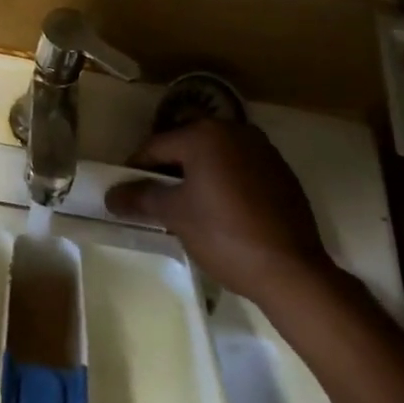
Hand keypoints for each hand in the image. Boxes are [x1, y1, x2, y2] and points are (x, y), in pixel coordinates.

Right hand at [106, 118, 333, 301]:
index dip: (136, 168)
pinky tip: (221, 209)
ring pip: (215, 155)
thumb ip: (141, 198)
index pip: (156, 145)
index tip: (126, 190)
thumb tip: (111, 195)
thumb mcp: (175, 215)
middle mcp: (235, 131)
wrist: (292, 271)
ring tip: (187, 204)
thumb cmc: (225, 235)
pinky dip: (224, 181)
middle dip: (168, 168)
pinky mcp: (282, 172)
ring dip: (197, 173)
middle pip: (187, 145)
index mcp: (205, 134)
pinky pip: (240, 168)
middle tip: (155, 197)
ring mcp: (263, 150)